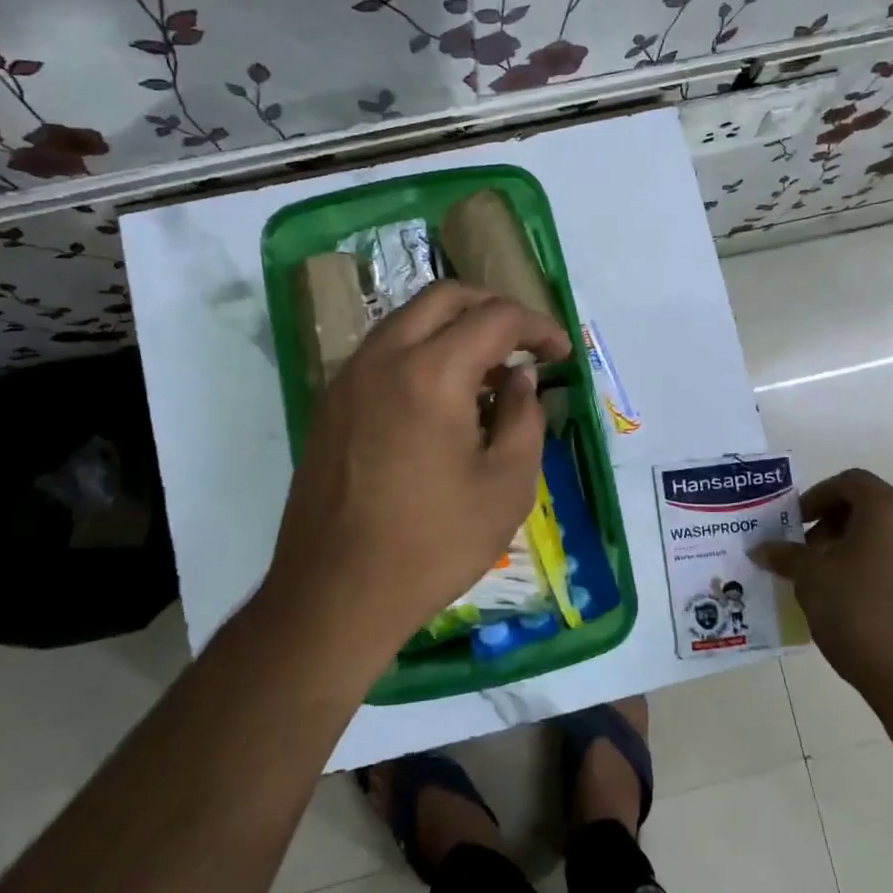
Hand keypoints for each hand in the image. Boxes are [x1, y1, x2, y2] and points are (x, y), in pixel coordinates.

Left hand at [260, 281, 570, 664]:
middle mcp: (383, 357)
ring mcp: (348, 378)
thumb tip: (520, 377)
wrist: (335, 594)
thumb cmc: (433, 544)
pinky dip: (422, 351)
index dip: (538, 327)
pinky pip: (384, 352)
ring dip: (455, 328)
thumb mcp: (507, 485)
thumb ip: (524, 417)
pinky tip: (443, 397)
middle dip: (494, 308)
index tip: (562, 354)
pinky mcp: (331, 404)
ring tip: (489, 371)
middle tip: (526, 342)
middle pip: (445, 298)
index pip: (495, 318)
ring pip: (408, 320)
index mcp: (431, 373)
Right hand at [752, 469, 892, 743]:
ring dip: (866, 552)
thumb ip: (786, 556)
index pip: (851, 482)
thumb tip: (761, 548)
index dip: (818, 497)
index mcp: (891, 510)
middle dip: (839, 526)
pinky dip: (892, 576)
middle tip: (814, 556)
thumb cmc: (862, 616)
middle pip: (876, 509)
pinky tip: (873, 611)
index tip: (798, 523)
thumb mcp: (811, 581)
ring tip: (840, 585)